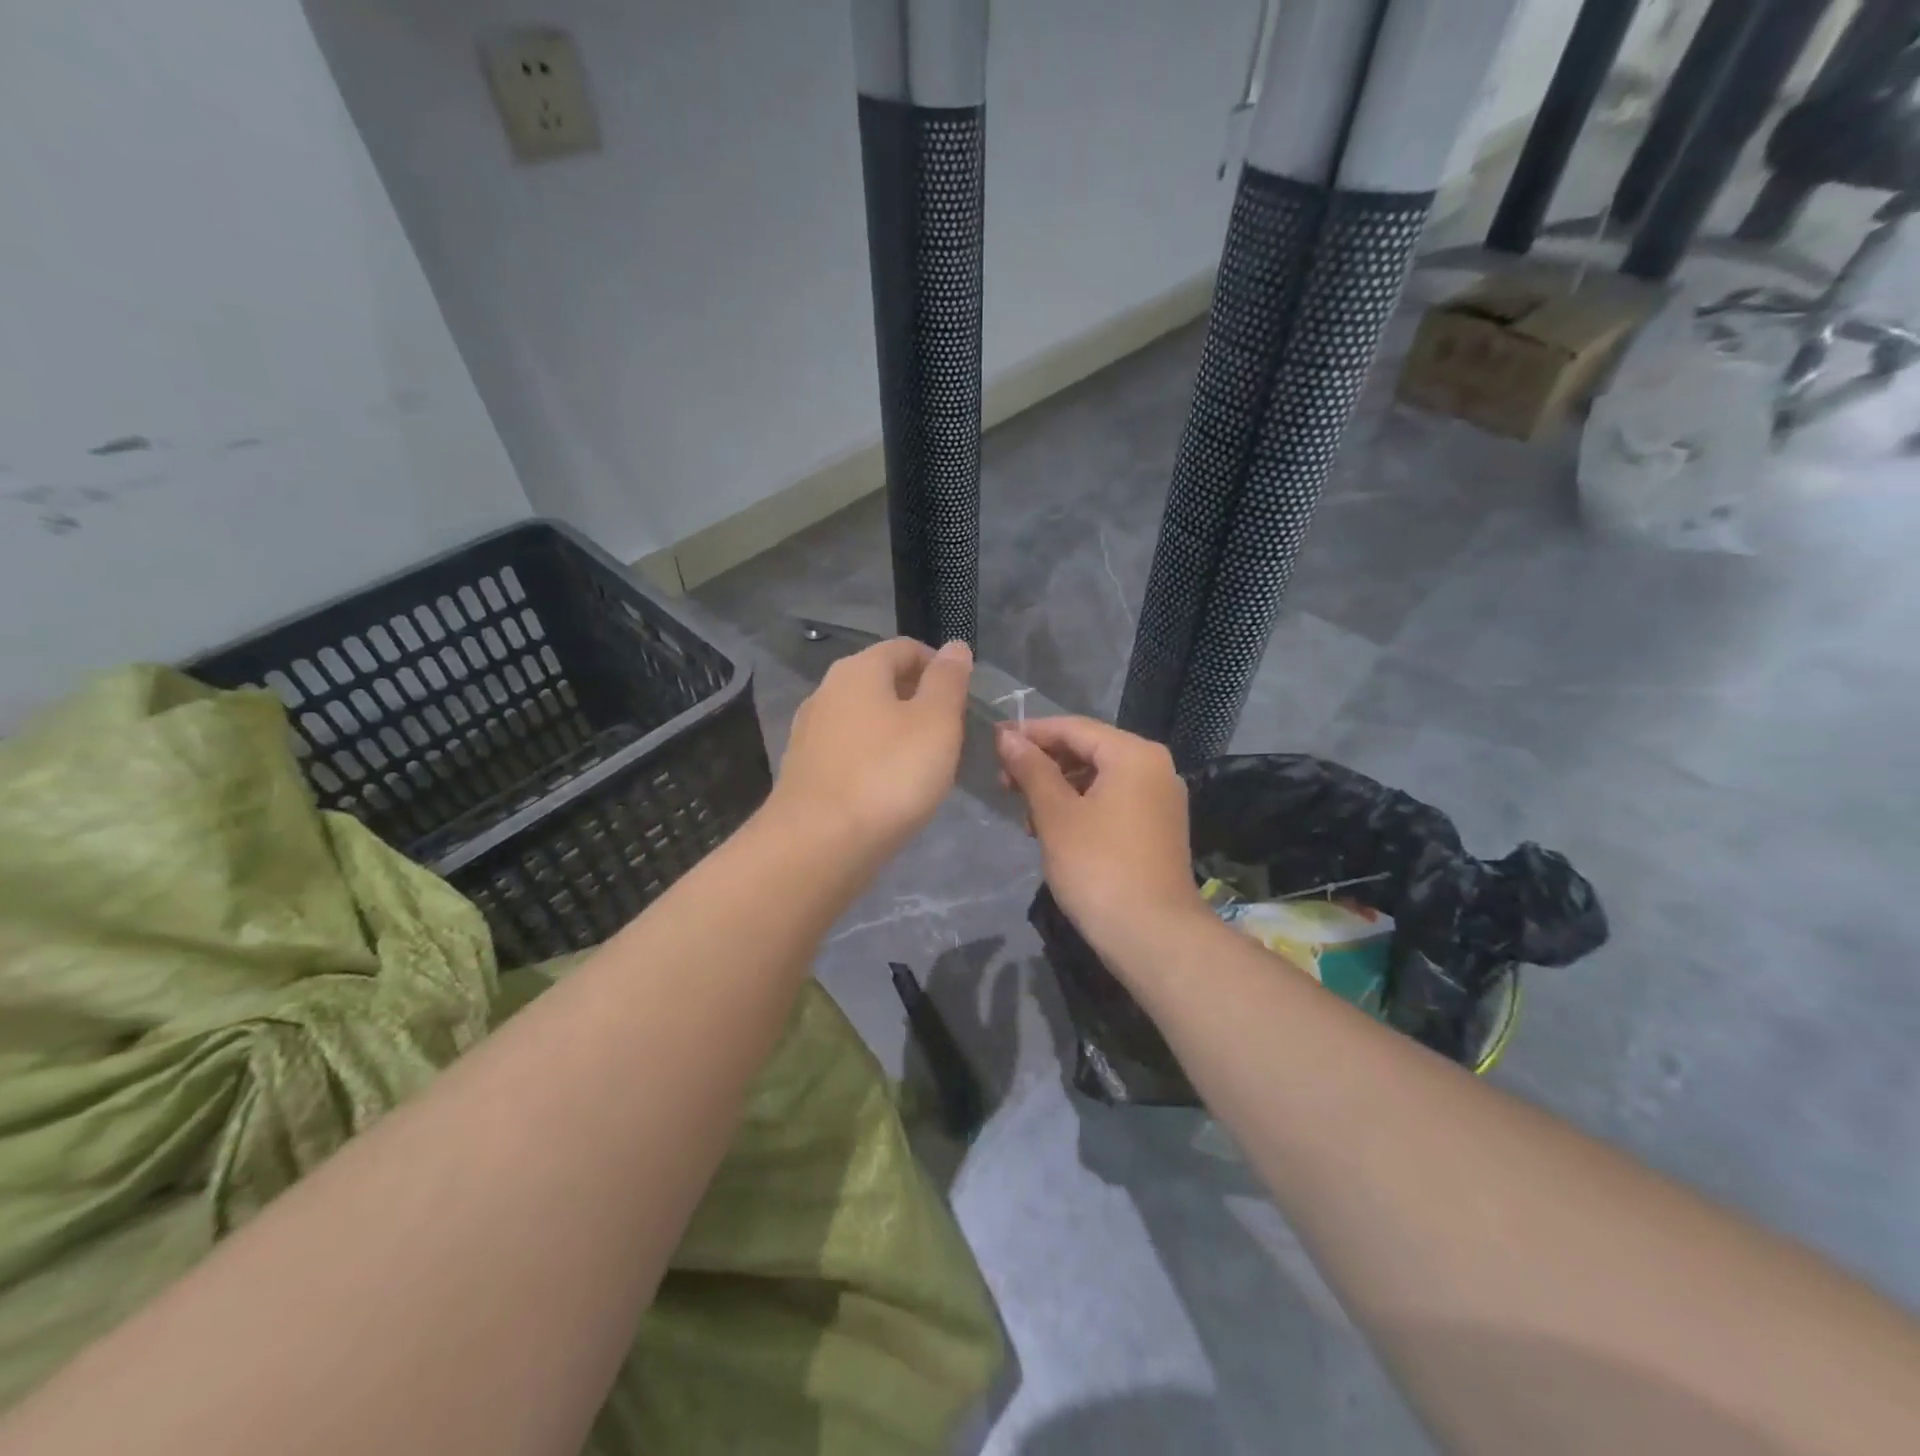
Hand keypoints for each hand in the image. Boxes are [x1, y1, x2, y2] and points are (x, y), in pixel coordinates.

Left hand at [770, 637, 972, 860]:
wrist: (818, 845)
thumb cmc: (888, 775)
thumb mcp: (936, 722)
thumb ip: (948, 681)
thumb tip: (954, 646)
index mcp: (858, 670)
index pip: (905, 648)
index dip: (938, 664)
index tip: (962, 696)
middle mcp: (826, 691)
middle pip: (880, 681)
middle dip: (917, 699)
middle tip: (949, 732)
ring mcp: (809, 733)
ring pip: (863, 718)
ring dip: (894, 730)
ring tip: (923, 762)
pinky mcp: (804, 771)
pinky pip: (848, 751)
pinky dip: (872, 758)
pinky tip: (887, 788)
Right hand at [995, 716, 1205, 942]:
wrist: (1151, 935)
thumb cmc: (1097, 866)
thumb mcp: (1055, 814)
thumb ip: (1030, 768)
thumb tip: (1007, 736)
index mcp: (1134, 754)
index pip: (1074, 728)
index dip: (1031, 733)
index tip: (995, 743)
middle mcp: (1155, 768)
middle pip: (1089, 750)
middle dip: (1044, 764)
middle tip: (1004, 783)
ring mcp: (1160, 799)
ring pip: (1099, 778)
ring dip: (1059, 789)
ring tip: (1025, 815)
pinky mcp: (1158, 828)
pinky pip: (1113, 801)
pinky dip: (1081, 807)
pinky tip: (1053, 830)